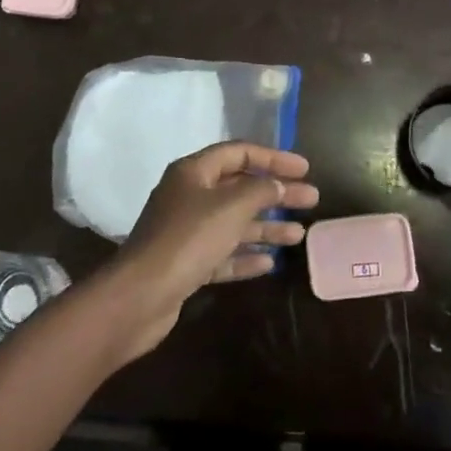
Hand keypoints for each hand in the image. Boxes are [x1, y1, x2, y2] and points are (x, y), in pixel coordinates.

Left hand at [108, 142, 317, 358]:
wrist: (139, 297)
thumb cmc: (188, 239)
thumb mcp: (231, 206)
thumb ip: (261, 190)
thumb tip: (279, 185)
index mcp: (194, 172)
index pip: (239, 153)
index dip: (274, 157)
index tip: (304, 168)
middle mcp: (189, 197)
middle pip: (240, 188)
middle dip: (276, 194)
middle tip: (311, 200)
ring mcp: (186, 232)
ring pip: (234, 223)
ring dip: (266, 227)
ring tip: (298, 236)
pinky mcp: (186, 265)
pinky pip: (223, 254)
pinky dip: (246, 256)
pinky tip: (270, 263)